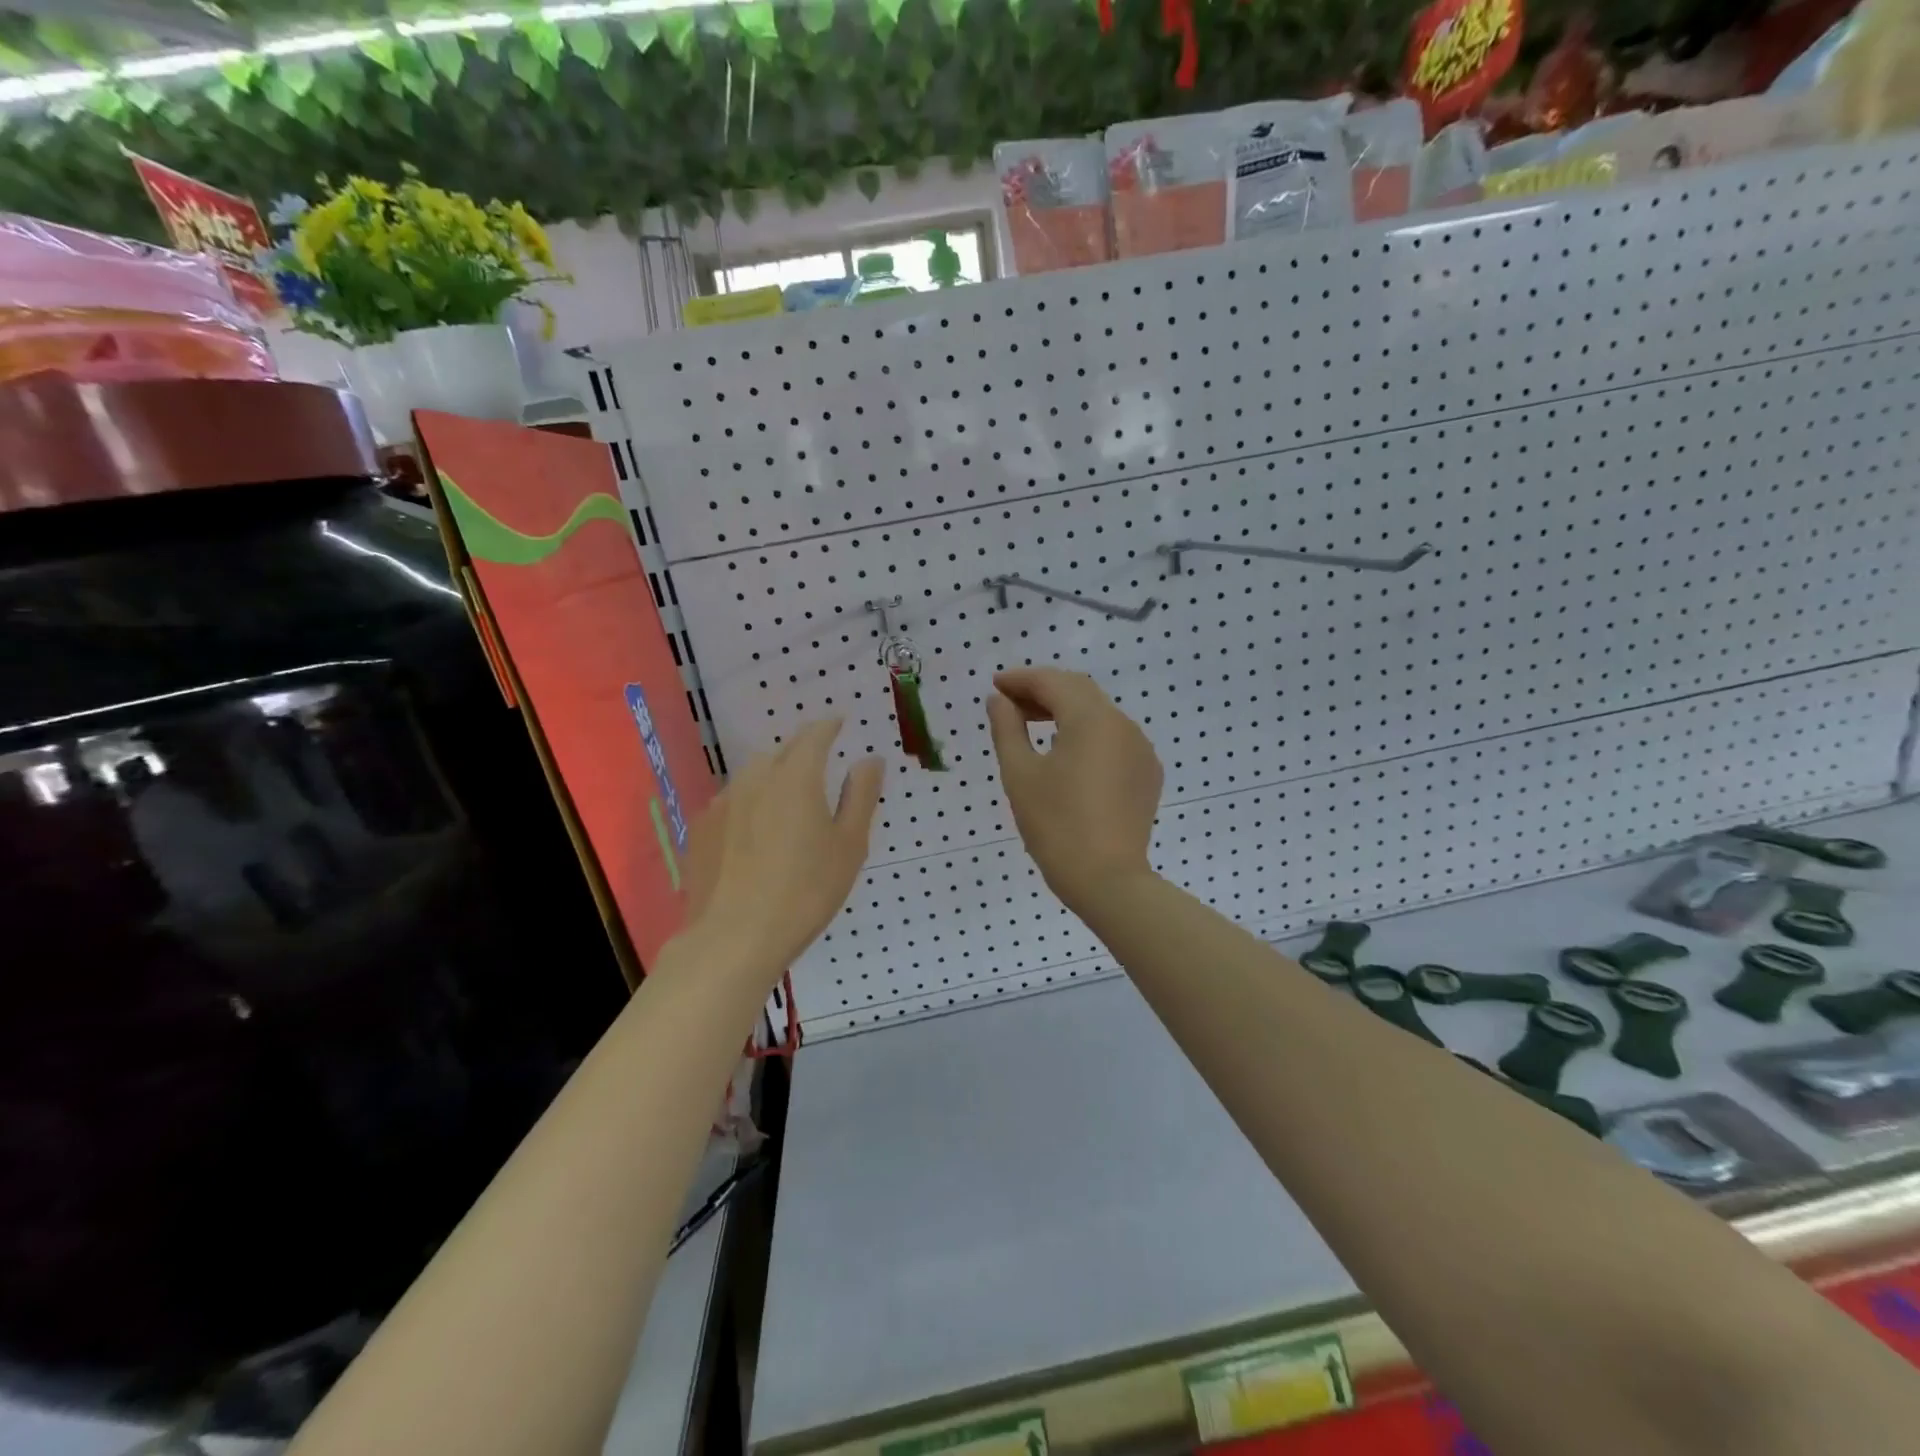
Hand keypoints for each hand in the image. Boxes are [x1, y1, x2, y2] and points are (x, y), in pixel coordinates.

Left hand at [678, 720, 883, 985]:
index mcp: (796, 777)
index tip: (840, 723)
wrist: (733, 939)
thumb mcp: (849, 846)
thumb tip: (870, 759)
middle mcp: (755, 778)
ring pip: (753, 775)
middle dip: (802, 749)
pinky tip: (755, 833)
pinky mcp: (701, 828)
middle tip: (820, 763)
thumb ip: (861, 796)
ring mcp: (723, 802)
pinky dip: (750, 803)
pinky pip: (733, 801)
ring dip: (774, 776)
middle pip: (782, 751)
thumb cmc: (805, 892)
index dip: (829, 726)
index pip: (814, 735)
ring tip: (787, 800)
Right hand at [985, 667, 1162, 911]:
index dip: (1021, 679)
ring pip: (1099, 714)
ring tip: (1032, 724)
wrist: (1107, 880)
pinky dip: (1087, 733)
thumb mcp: (1020, 774)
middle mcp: (1123, 724)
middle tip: (1009, 702)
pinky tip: (1067, 753)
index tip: (995, 685)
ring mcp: (1140, 749)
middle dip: (1043, 690)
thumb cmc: (1055, 825)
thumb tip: (999, 700)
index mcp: (1092, 719)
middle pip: (1079, 691)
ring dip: (1065, 710)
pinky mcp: (1147, 773)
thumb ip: (1007, 728)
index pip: (1053, 682)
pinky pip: (1114, 738)